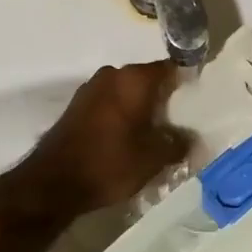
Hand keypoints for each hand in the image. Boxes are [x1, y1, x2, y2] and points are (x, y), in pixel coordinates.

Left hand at [14, 61, 187, 216]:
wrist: (54, 182)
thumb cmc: (110, 163)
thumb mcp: (153, 158)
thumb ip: (178, 144)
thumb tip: (192, 138)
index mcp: (134, 79)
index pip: (170, 69)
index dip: (186, 82)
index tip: (197, 99)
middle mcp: (112, 74)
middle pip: (147, 80)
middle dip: (163, 99)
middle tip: (179, 123)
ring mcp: (91, 88)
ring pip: (127, 92)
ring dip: (140, 108)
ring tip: (154, 134)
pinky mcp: (77, 106)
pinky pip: (109, 103)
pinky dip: (121, 115)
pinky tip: (127, 138)